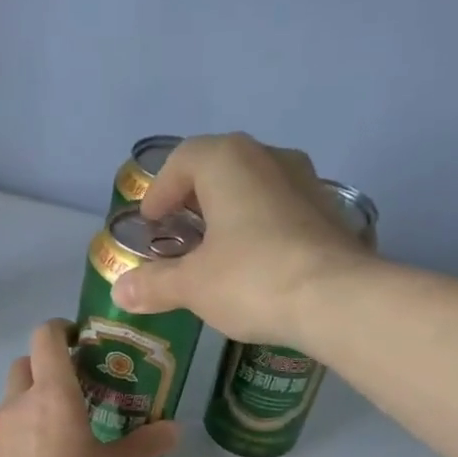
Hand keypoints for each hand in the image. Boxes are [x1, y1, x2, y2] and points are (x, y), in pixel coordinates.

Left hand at [0, 320, 179, 456]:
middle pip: (23, 366)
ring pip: (11, 405)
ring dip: (31, 407)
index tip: (78, 342)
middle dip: (44, 368)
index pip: (45, 338)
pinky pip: (4, 442)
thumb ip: (146, 443)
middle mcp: (17, 406)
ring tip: (59, 436)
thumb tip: (174, 430)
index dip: (60, 331)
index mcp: (52, 394)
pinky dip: (20, 444)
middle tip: (72, 391)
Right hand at [117, 133, 367, 347]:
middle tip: (179, 233)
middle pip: (220, 168)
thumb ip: (154, 284)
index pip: (182, 160)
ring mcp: (306, 182)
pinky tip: (256, 263)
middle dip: (194, 199)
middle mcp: (269, 157)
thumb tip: (120, 291)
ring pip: (255, 187)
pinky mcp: (329, 213)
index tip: (150, 222)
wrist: (337, 299)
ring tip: (216, 249)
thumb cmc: (252, 279)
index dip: (160, 191)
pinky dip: (261, 228)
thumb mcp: (193, 286)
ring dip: (231, 212)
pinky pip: (282, 210)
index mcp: (228, 161)